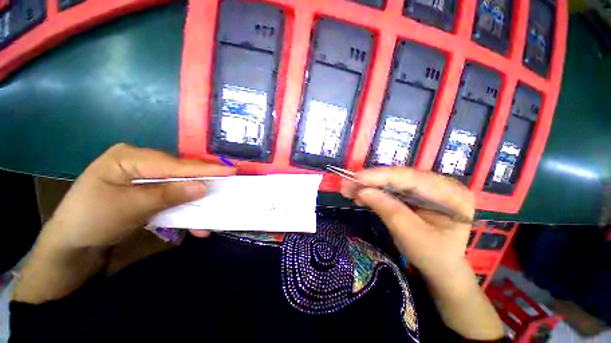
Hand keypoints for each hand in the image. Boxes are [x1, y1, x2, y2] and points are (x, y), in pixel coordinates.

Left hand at [43, 143, 234, 249]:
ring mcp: (146, 177)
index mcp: (130, 157)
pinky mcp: (150, 191)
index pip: (175, 164)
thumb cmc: (90, 220)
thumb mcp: (128, 207)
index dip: (204, 169)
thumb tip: (203, 187)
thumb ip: (167, 195)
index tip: (231, 170)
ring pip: (180, 186)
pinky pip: (173, 197)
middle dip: (203, 184)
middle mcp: (142, 162)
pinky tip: (195, 222)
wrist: (71, 245)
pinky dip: (185, 208)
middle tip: (229, 186)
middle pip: (181, 173)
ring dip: (196, 200)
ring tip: (214, 209)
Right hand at [340, 167, 473, 280]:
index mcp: (451, 194)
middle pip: (399, 177)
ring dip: (368, 185)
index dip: (380, 176)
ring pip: (391, 181)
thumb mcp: (410, 235)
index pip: (411, 178)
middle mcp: (440, 184)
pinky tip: (359, 195)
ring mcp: (426, 188)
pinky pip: (390, 188)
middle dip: (370, 181)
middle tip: (346, 184)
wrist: (440, 268)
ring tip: (348, 190)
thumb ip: (387, 210)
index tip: (355, 177)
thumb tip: (361, 191)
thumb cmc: (432, 256)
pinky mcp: (414, 193)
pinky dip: (373, 191)